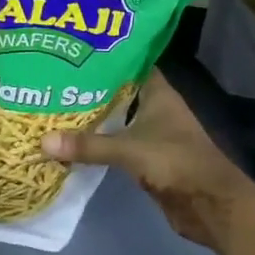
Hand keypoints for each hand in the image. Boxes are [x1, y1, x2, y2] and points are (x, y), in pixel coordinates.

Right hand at [42, 70, 254, 249]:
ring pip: (116, 116)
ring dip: (92, 113)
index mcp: (157, 92)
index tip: (73, 48)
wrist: (212, 206)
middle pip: (118, 90)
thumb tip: (43, 142)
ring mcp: (152, 133)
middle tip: (53, 76)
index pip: (129, 61)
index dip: (105, 54)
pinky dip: (98, 140)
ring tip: (55, 102)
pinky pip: (116, 141)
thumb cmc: (177, 162)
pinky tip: (72, 137)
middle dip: (90, 85)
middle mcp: (154, 107)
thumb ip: (89, 145)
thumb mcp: (130, 149)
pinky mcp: (146, 157)